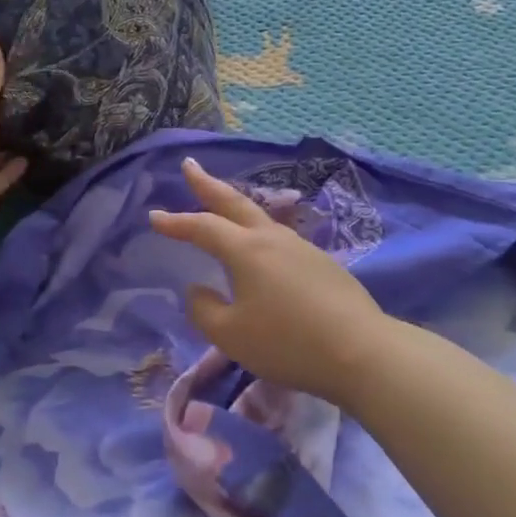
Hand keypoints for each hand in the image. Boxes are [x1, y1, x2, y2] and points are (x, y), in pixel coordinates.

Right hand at [149, 157, 388, 407]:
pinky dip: (259, 232)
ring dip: (236, 207)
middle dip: (208, 184)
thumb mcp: (231, 335)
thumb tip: (199, 289)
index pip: (203, 227)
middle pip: (235, 203)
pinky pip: (279, 239)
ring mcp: (301, 247)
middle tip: (189, 165)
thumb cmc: (287, 343)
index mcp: (246, 250)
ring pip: (260, 218)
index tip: (155, 215)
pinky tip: (262, 248)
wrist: (360, 350)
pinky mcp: (322, 263)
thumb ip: (204, 310)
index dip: (176, 222)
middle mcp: (273, 238)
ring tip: (223, 206)